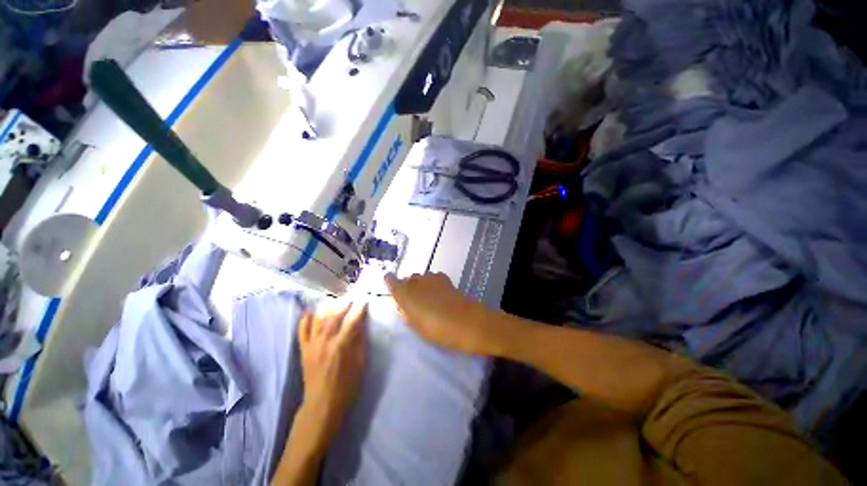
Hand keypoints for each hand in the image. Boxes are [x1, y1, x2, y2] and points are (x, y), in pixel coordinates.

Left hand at [298, 299, 366, 442]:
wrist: (322, 405)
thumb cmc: (347, 386)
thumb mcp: (361, 364)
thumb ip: (361, 341)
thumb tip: (362, 324)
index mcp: (341, 345)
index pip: (352, 320)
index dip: (359, 308)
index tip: (365, 299)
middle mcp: (325, 341)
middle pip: (334, 315)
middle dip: (344, 303)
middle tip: (352, 297)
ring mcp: (312, 344)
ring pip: (319, 318)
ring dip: (328, 307)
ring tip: (336, 301)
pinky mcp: (303, 349)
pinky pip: (302, 329)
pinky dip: (307, 318)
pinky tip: (313, 311)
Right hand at [385, 273, 500, 354]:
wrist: (468, 322)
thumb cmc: (439, 330)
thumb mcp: (417, 326)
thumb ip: (406, 314)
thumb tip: (402, 306)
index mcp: (405, 293)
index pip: (391, 280)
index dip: (390, 283)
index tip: (392, 289)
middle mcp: (416, 281)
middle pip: (407, 279)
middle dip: (407, 287)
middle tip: (413, 302)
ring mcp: (431, 277)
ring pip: (420, 278)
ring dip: (421, 286)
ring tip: (428, 300)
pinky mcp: (444, 278)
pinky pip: (432, 279)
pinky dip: (431, 285)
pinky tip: (439, 296)